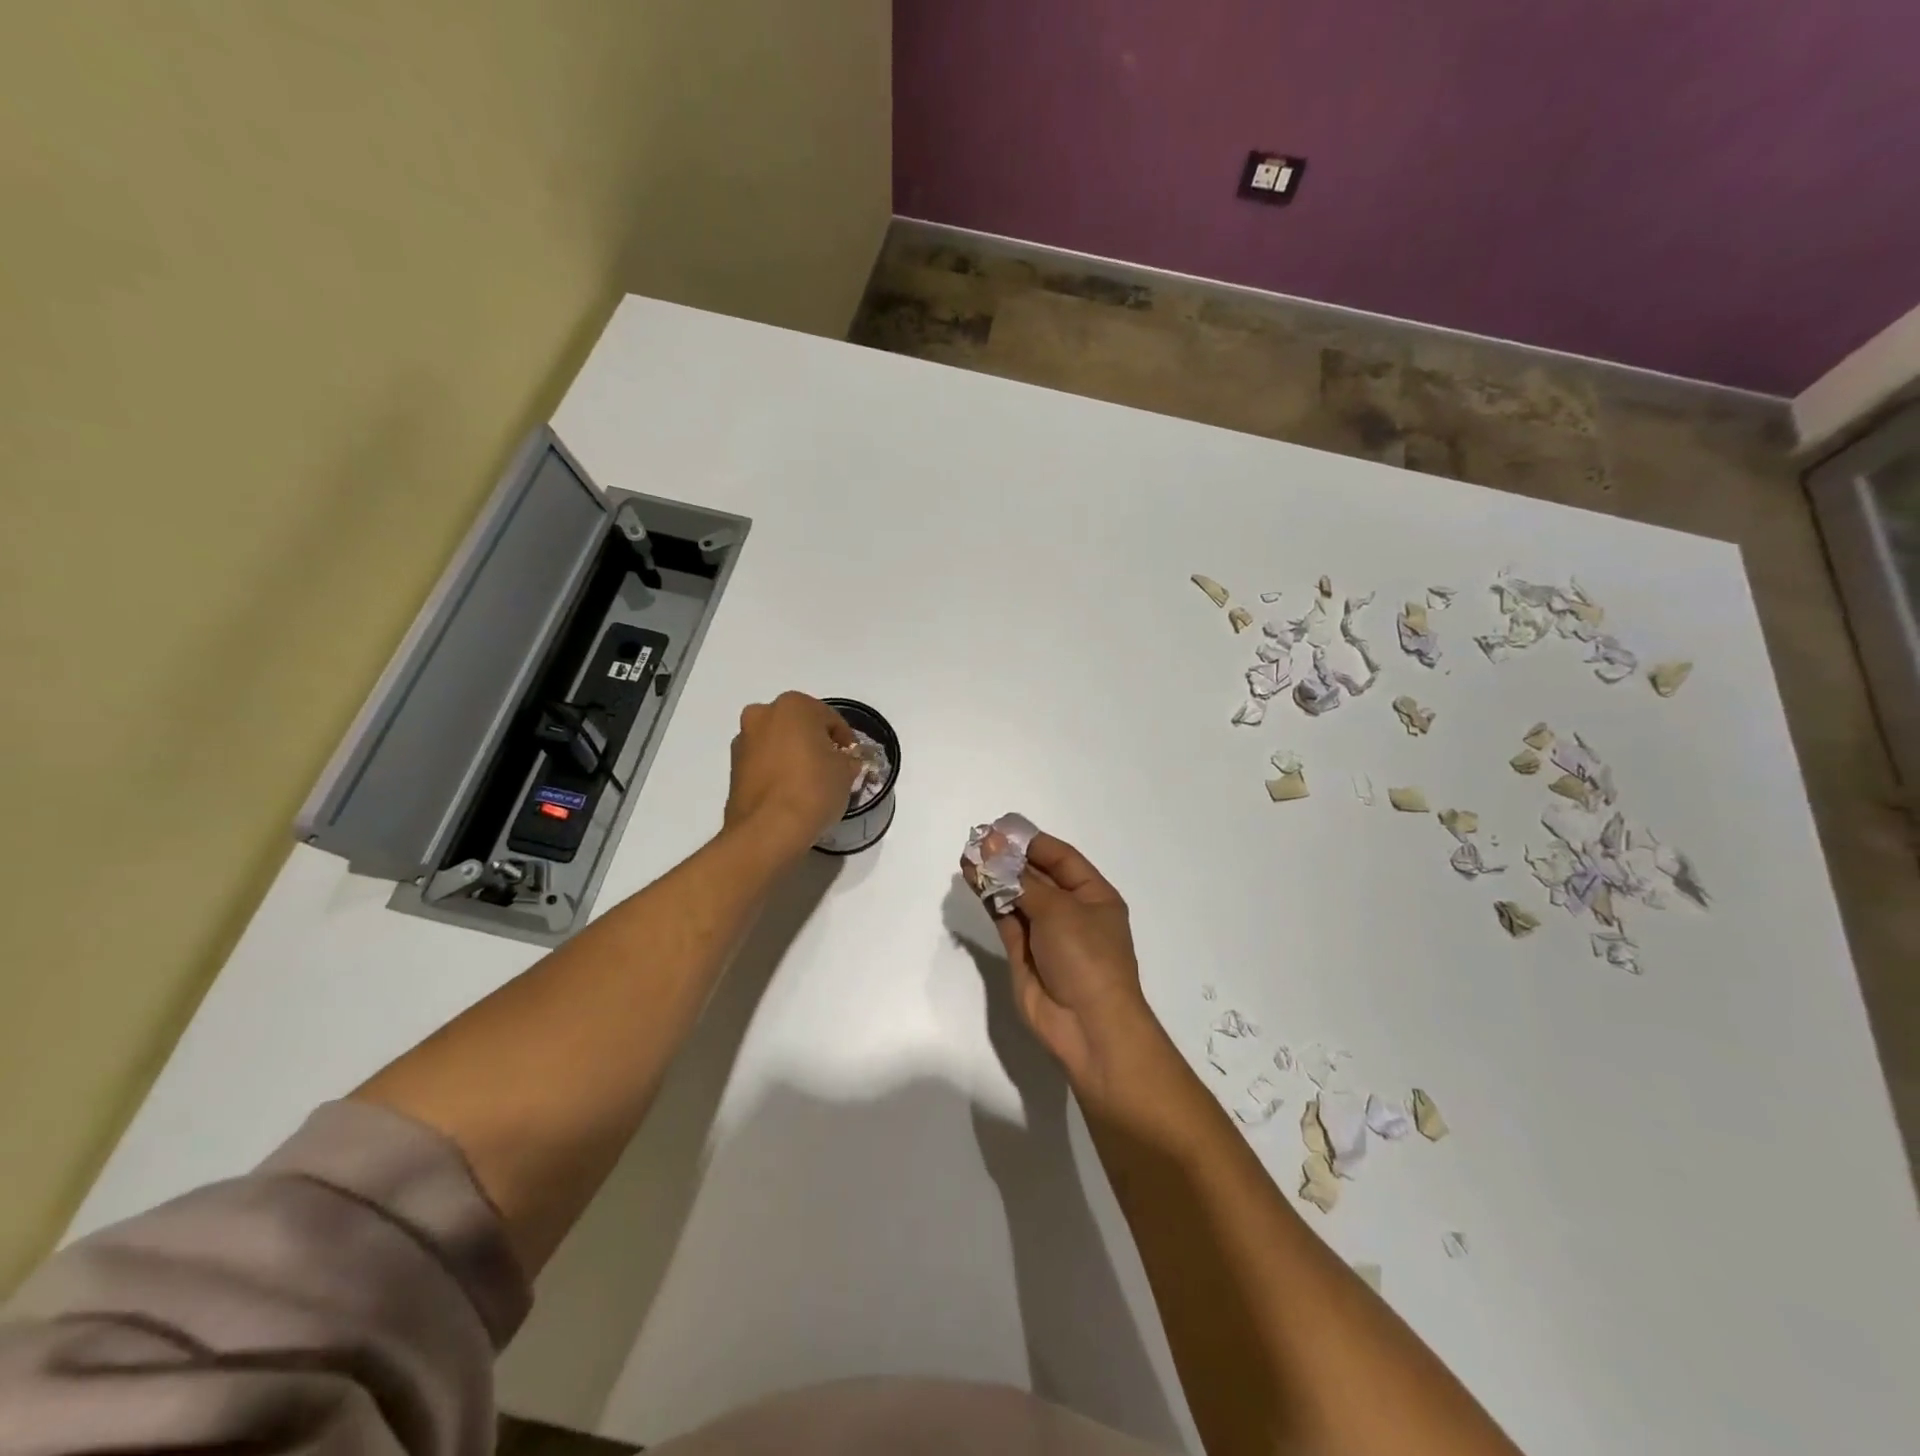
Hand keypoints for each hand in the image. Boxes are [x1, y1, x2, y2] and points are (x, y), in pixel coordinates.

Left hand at [724, 692, 858, 858]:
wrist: (768, 830)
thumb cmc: (813, 789)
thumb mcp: (846, 772)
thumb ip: (847, 760)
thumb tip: (844, 762)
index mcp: (793, 705)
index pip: (830, 718)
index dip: (845, 740)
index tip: (851, 759)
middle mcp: (762, 714)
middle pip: (798, 725)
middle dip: (814, 742)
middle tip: (830, 768)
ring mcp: (743, 740)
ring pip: (777, 742)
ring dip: (792, 755)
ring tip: (808, 783)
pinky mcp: (732, 768)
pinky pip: (763, 762)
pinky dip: (775, 771)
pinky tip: (788, 793)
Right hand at [963, 830, 1159, 1095]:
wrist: (1088, 1026)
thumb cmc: (1086, 957)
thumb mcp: (1058, 910)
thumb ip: (1020, 879)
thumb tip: (990, 846)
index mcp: (1094, 895)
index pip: (1061, 858)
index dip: (1031, 842)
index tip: (1001, 829)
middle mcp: (1071, 911)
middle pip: (1037, 875)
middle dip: (1008, 858)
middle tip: (976, 840)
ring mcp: (1047, 934)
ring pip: (1017, 896)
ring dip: (994, 877)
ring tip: (966, 857)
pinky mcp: (1024, 954)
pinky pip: (1006, 918)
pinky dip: (991, 900)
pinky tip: (973, 880)